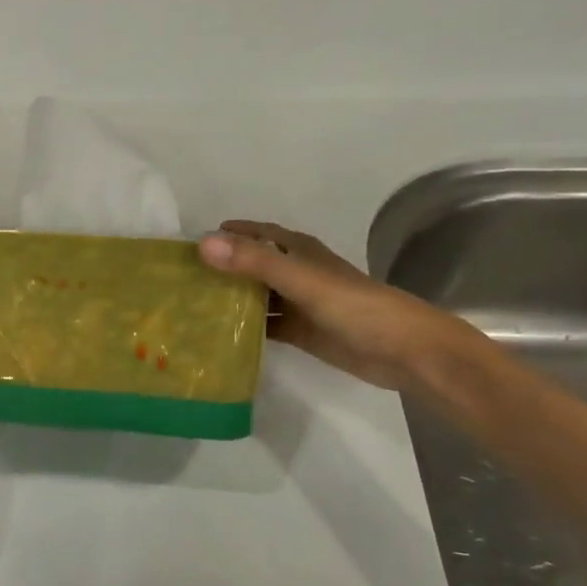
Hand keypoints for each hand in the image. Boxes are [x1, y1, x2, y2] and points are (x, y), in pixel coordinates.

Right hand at [198, 220, 480, 393]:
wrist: (403, 351)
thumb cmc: (354, 306)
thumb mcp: (300, 279)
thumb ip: (254, 262)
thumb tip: (203, 244)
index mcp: (299, 251)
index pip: (257, 234)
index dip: (229, 234)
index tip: (192, 243)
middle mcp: (297, 274)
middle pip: (253, 266)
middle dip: (223, 268)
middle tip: (183, 279)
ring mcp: (299, 305)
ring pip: (257, 297)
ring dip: (231, 299)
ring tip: (192, 307)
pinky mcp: (302, 333)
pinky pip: (266, 325)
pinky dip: (245, 328)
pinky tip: (219, 336)